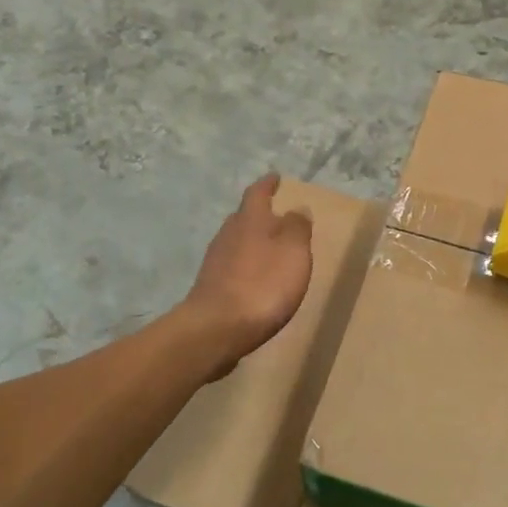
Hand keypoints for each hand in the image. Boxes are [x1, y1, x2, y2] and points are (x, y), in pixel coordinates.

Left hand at [179, 175, 314, 375]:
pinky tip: (253, 279)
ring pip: (236, 242)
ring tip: (269, 249)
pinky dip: (245, 266)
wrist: (217, 329)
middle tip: (276, 216)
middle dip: (259, 215)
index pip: (258, 193)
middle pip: (244, 217)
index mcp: (250, 219)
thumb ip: (297, 227)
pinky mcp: (210, 286)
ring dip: (252, 242)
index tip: (275, 177)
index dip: (267, 184)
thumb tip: (296, 207)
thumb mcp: (293, 251)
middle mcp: (228, 233)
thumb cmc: (263, 284)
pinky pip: (231, 266)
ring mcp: (215, 261)